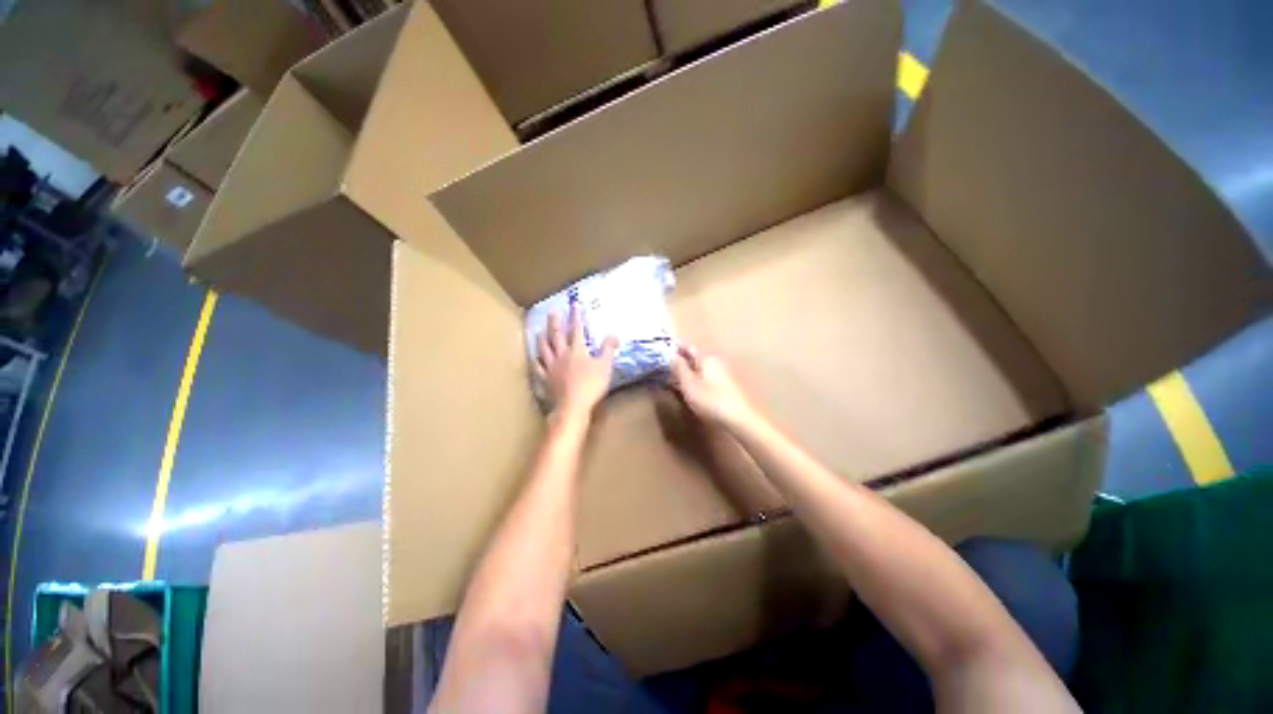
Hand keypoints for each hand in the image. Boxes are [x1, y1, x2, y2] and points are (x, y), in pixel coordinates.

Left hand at [535, 306, 617, 417]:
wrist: (573, 405)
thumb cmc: (592, 385)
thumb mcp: (605, 365)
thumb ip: (608, 349)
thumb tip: (614, 334)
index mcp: (577, 350)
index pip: (577, 329)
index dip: (576, 316)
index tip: (575, 305)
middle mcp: (562, 354)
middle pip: (557, 335)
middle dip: (555, 322)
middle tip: (552, 311)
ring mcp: (551, 367)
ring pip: (544, 349)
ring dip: (542, 338)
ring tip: (540, 331)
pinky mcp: (545, 379)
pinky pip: (538, 367)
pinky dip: (536, 361)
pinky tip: (535, 358)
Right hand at [670, 345, 757, 429]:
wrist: (738, 419)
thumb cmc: (710, 400)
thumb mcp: (689, 384)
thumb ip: (679, 368)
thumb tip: (671, 355)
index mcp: (706, 358)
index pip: (688, 348)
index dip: (675, 350)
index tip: (663, 356)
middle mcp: (716, 362)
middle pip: (695, 358)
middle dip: (682, 362)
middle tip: (667, 370)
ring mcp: (722, 374)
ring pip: (701, 369)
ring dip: (689, 373)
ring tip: (676, 382)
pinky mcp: (726, 387)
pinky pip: (707, 378)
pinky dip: (697, 381)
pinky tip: (692, 391)